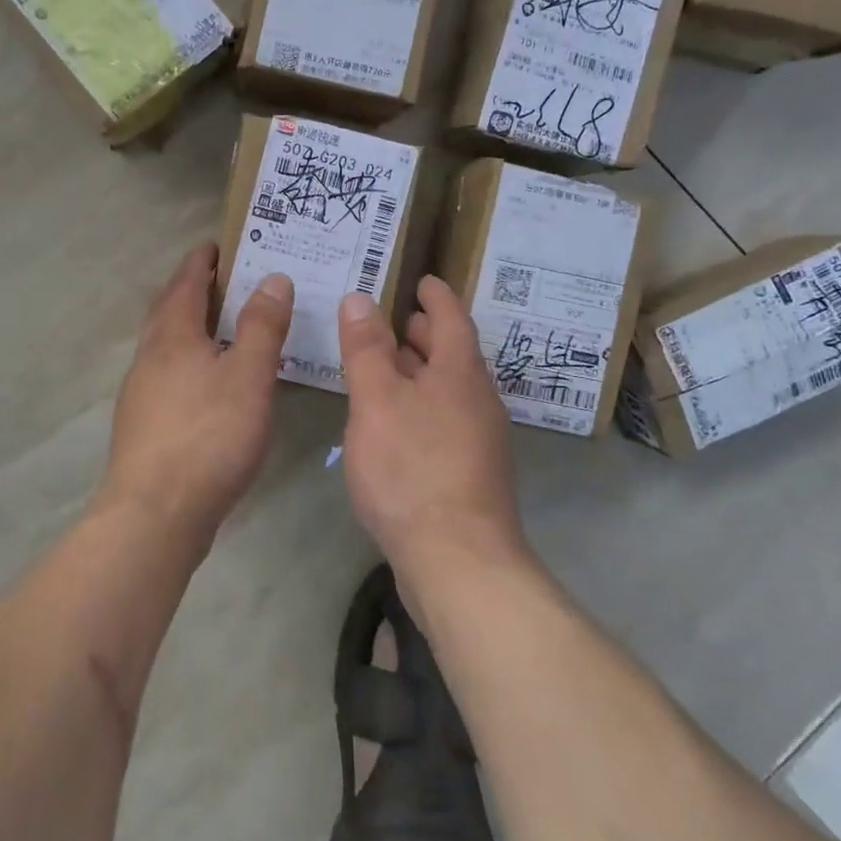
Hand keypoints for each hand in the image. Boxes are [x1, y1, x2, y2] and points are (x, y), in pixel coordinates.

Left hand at [102, 242, 293, 536]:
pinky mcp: (144, 426)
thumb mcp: (248, 375)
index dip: (202, 260)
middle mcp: (149, 357)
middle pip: (168, 310)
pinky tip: (210, 384)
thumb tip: (272, 278)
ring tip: (224, 328)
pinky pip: (168, 375)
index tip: (220, 244)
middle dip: (193, 290)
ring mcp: (141, 393)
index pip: (185, 282)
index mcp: (172, 336)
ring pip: (166, 345)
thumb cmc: (208, 435)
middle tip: (226, 280)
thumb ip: (261, 326)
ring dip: (190, 328)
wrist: (155, 513)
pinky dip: (189, 362)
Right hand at [336, 276, 524, 581]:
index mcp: (460, 372)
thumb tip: (360, 298)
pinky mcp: (471, 474)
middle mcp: (478, 400)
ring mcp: (480, 440)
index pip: (451, 319)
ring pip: (450, 389)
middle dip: (427, 334)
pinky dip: (422, 405)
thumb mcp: (377, 401)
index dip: (436, 297)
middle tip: (397, 321)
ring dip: (422, 371)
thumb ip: (366, 349)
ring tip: (388, 368)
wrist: (459, 560)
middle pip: (454, 354)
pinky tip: (397, 424)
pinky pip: (446, 420)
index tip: (423, 280)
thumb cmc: (413, 469)